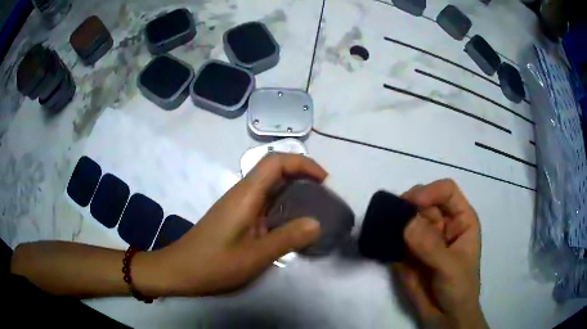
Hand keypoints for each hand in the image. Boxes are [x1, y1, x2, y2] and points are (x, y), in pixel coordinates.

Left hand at [144, 154, 324, 296]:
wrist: (180, 271)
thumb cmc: (214, 264)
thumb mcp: (255, 256)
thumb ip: (288, 238)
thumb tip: (317, 223)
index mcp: (246, 195)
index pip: (276, 162)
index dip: (303, 164)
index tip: (324, 181)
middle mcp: (241, 194)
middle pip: (274, 170)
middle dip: (302, 176)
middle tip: (323, 196)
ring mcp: (237, 206)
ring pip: (269, 187)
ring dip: (293, 192)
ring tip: (314, 210)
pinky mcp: (235, 217)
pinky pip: (263, 204)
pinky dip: (282, 207)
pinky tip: (290, 226)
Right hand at [393, 179, 486, 328]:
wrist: (445, 316)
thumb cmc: (459, 288)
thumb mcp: (450, 267)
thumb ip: (430, 246)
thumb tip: (406, 222)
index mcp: (460, 219)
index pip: (446, 191)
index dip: (429, 192)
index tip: (410, 204)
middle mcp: (441, 223)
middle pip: (422, 200)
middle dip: (406, 206)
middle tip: (390, 217)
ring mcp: (422, 237)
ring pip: (405, 217)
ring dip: (392, 220)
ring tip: (380, 228)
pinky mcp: (406, 251)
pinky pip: (393, 237)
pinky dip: (384, 237)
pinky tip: (378, 242)